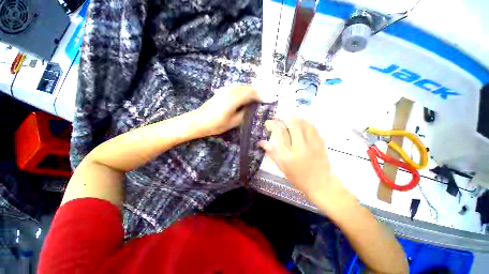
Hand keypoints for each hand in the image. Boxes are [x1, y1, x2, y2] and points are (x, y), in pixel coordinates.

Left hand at [193, 86, 260, 136]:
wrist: (198, 121)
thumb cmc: (215, 124)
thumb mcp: (233, 122)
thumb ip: (244, 114)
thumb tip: (251, 108)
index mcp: (233, 100)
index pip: (250, 94)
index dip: (259, 96)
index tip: (265, 100)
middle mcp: (229, 92)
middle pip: (246, 87)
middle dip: (255, 92)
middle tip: (261, 99)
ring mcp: (224, 90)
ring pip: (240, 86)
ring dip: (249, 90)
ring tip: (254, 98)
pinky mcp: (220, 91)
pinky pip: (235, 88)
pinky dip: (242, 91)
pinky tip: (243, 97)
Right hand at [258, 117, 345, 199]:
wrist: (320, 184)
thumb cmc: (297, 177)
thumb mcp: (281, 166)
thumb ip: (271, 152)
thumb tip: (260, 142)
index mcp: (287, 155)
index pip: (279, 133)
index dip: (272, 124)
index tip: (268, 123)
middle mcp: (300, 147)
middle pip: (292, 124)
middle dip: (284, 117)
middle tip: (278, 117)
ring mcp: (312, 144)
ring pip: (303, 123)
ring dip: (294, 118)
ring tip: (288, 119)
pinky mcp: (321, 143)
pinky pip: (312, 127)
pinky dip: (305, 122)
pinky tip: (301, 123)